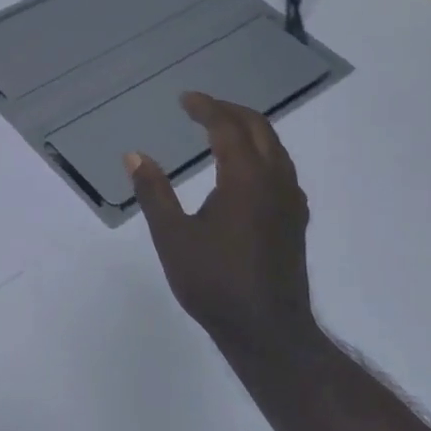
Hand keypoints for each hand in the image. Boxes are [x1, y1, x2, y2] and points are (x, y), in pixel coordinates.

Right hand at [126, 92, 319, 358]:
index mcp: (245, 179)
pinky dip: (261, 152)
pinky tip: (244, 171)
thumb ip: (154, 192)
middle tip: (201, 108)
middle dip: (230, 111)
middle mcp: (275, 181)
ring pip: (275, 148)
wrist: (267, 330)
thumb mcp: (173, 237)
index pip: (227, 127)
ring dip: (248, 129)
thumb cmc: (214, 283)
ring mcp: (291, 201)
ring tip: (220, 130)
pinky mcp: (296, 219)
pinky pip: (281, 168)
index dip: (206, 108)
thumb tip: (134, 155)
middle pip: (259, 128)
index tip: (185, 99)